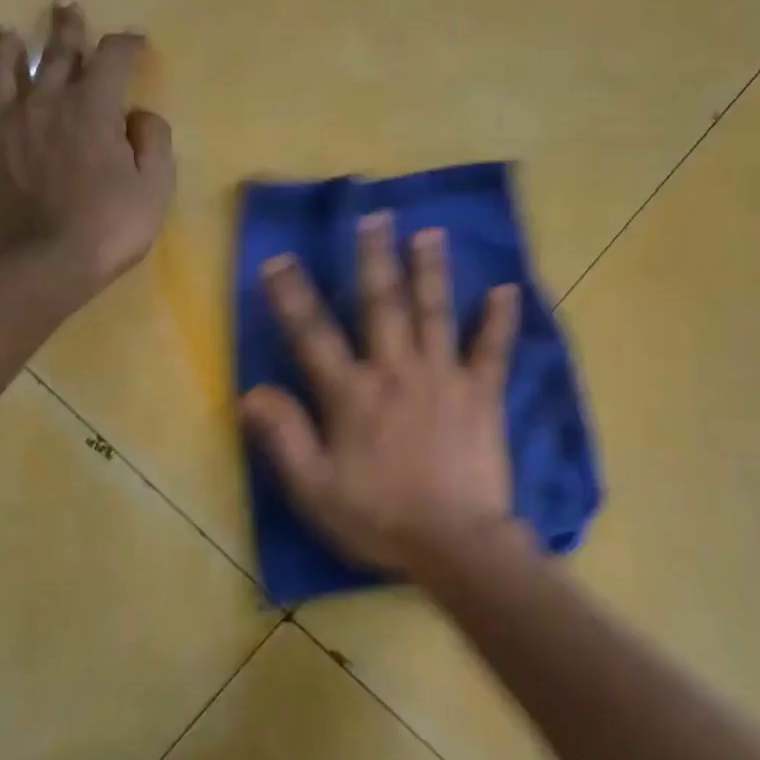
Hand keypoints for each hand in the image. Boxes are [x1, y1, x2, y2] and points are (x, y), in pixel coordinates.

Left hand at [0, 2, 174, 289]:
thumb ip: (153, 142)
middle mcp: (44, 102)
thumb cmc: (109, 226)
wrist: (42, 262)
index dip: (125, 45)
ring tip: (8, 34)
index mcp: (91, 108)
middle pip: (55, 53)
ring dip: (7, 48)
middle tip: (65, 6)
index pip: (111, 59)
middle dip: (66, 28)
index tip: (135, 41)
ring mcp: (2, 123)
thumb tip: (139, 115)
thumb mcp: (155, 187)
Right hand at [239, 212, 523, 580]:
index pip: (313, 336)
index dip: (292, 296)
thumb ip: (284, 437)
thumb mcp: (315, 489)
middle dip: (375, 258)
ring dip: (431, 271)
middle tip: (375, 216)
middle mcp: (396, 372)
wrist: (454, 544)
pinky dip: (499, 321)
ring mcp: (443, 378)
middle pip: (382, 305)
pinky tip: (507, 289)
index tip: (278, 259)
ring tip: (430, 233)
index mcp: (352, 395)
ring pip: (434, 314)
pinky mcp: (482, 395)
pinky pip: (492, 351)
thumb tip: (252, 391)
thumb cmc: (379, 518)